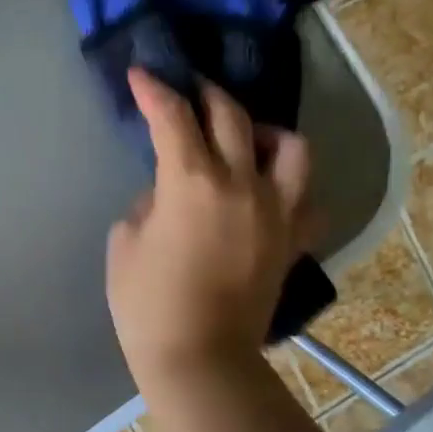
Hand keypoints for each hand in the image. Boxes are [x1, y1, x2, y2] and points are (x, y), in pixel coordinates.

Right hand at [106, 68, 312, 400]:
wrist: (198, 358)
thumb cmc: (147, 303)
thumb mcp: (124, 244)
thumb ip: (147, 205)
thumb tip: (167, 194)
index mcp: (192, 182)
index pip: (172, 118)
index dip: (154, 91)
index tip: (141, 74)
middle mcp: (243, 184)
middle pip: (233, 117)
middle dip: (205, 95)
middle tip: (188, 91)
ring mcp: (277, 212)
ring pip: (291, 148)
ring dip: (264, 132)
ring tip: (245, 140)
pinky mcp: (293, 242)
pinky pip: (307, 200)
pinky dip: (290, 187)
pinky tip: (271, 193)